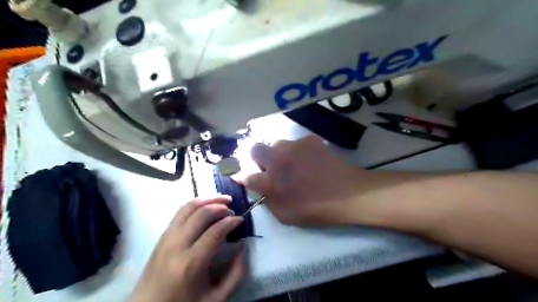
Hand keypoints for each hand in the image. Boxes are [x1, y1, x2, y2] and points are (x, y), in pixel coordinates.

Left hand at [129, 195, 246, 301]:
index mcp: (191, 264)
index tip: (241, 219)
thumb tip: (243, 246)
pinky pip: (179, 213)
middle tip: (232, 208)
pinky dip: (195, 205)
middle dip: (220, 205)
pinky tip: (205, 207)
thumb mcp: (216, 298)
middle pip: (200, 213)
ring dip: (206, 199)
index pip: (215, 231)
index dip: (231, 221)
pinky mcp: (161, 237)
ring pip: (187, 208)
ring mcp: (165, 239)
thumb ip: (236, 273)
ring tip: (221, 199)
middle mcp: (176, 245)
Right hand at [241, 136, 363, 225]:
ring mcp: (293, 147)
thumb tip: (261, 189)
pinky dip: (299, 151)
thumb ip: (268, 200)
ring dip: (280, 154)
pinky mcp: (308, 140)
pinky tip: (310, 160)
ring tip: (295, 164)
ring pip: (277, 144)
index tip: (244, 177)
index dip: (243, 177)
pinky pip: (296, 143)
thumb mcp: (285, 215)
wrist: (346, 193)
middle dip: (258, 158)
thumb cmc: (315, 210)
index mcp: (270, 182)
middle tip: (271, 168)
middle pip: (255, 149)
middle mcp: (276, 160)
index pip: (246, 176)